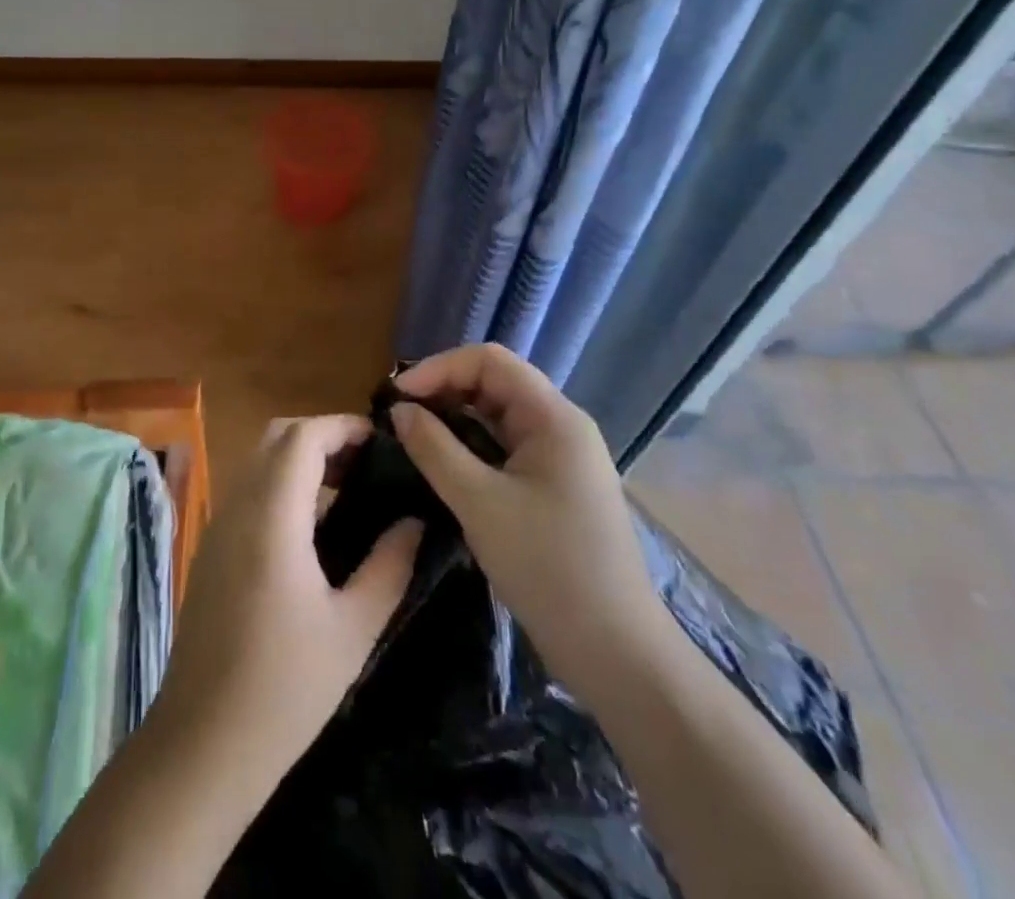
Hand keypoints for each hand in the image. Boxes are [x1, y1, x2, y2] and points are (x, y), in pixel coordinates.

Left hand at [150, 415, 421, 791]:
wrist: (204, 739)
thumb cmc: (286, 687)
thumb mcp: (353, 628)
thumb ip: (388, 566)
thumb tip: (413, 521)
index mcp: (272, 515)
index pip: (302, 437)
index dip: (342, 426)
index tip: (381, 440)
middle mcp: (239, 506)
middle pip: (276, 438)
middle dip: (321, 436)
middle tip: (367, 463)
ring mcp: (219, 525)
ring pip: (259, 462)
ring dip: (299, 459)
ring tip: (348, 489)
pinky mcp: (212, 548)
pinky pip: (249, 491)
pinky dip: (281, 485)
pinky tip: (312, 527)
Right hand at [391, 344, 667, 703]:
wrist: (616, 653)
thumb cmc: (548, 568)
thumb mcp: (479, 503)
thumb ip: (434, 448)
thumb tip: (400, 410)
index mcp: (553, 418)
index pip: (489, 361)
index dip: (439, 368)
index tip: (399, 396)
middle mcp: (561, 426)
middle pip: (495, 382)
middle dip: (444, 389)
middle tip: (400, 415)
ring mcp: (562, 458)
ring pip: (499, 415)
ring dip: (456, 417)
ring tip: (413, 435)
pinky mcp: (556, 486)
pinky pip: (507, 446)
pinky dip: (472, 444)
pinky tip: (444, 463)